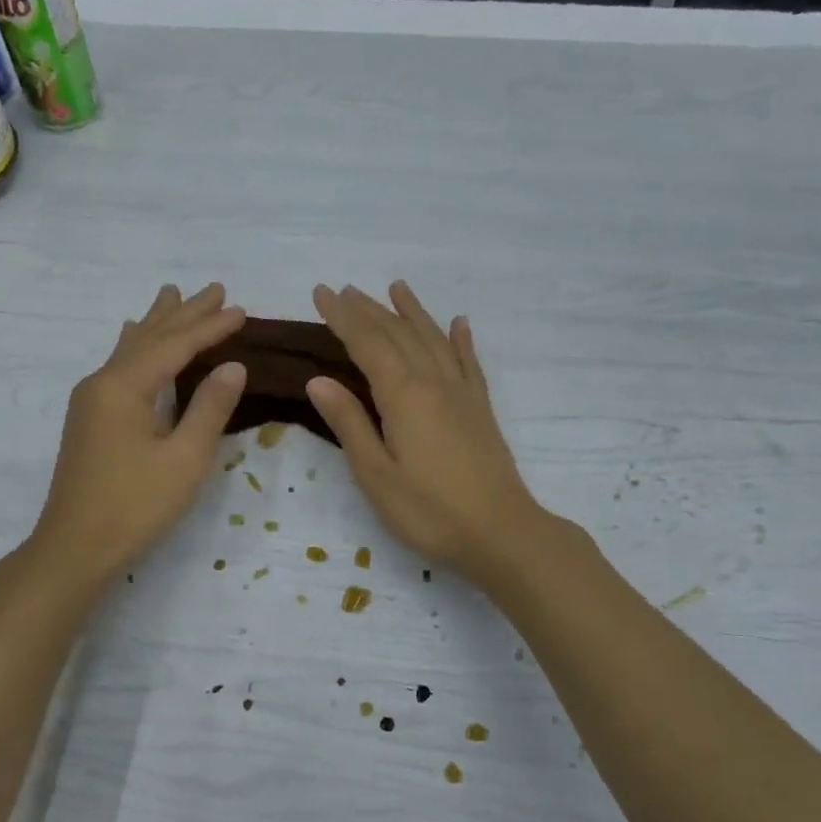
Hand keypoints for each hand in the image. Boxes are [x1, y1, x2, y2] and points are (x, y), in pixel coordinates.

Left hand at [29, 284, 247, 585]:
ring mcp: (90, 400)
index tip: (240, 309)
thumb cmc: (135, 506)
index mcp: (124, 386)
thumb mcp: (185, 459)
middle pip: (149, 337)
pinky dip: (138, 346)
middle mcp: (102, 382)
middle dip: (183, 313)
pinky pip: (119, 366)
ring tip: (171, 295)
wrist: (75, 547)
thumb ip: (210, 408)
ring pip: (130, 348)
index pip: (175, 345)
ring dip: (156, 323)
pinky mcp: (89, 419)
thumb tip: (232, 367)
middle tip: (214, 288)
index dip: (210, 327)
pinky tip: (133, 341)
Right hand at [306, 282, 546, 584]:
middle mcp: (434, 382)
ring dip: (412, 312)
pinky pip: (469, 362)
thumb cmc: (429, 512)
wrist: (501, 533)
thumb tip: (318, 380)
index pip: (366, 343)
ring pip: (433, 340)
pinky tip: (459, 324)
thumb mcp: (376, 474)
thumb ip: (350, 423)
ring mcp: (463, 393)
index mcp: (403, 395)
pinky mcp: (481, 409)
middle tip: (345, 289)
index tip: (321, 293)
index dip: (342, 317)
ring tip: (396, 288)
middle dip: (369, 310)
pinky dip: (460, 340)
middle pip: (398, 334)